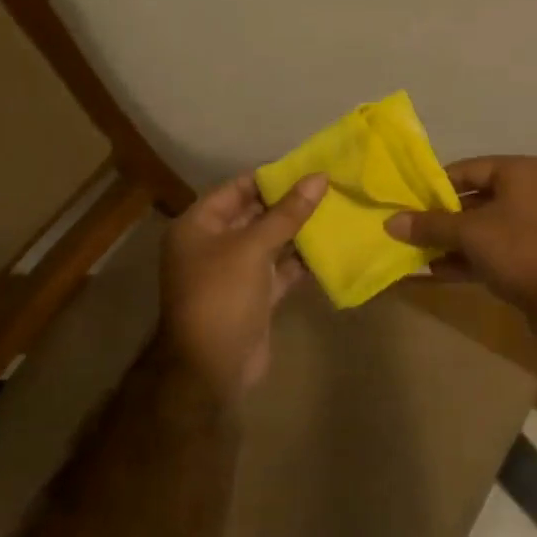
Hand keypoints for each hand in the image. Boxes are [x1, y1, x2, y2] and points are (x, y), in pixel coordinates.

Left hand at [160, 172, 327, 401]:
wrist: (210, 369)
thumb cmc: (222, 296)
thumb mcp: (253, 248)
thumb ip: (287, 213)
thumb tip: (319, 177)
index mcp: (199, 226)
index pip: (237, 188)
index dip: (272, 177)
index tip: (309, 167)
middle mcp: (213, 245)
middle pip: (255, 214)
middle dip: (290, 202)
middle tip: (330, 186)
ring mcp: (234, 272)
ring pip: (271, 242)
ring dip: (300, 230)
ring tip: (337, 210)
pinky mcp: (254, 296)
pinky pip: (280, 269)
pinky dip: (302, 260)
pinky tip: (332, 247)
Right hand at [385, 156, 536, 321]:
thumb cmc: (521, 249)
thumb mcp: (470, 233)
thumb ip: (430, 225)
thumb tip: (391, 222)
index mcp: (521, 172)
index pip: (468, 169)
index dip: (435, 185)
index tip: (408, 201)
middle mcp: (533, 191)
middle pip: (477, 199)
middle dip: (442, 217)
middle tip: (409, 230)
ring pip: (486, 228)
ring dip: (453, 241)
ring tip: (417, 254)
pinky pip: (498, 250)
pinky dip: (471, 258)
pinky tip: (438, 272)